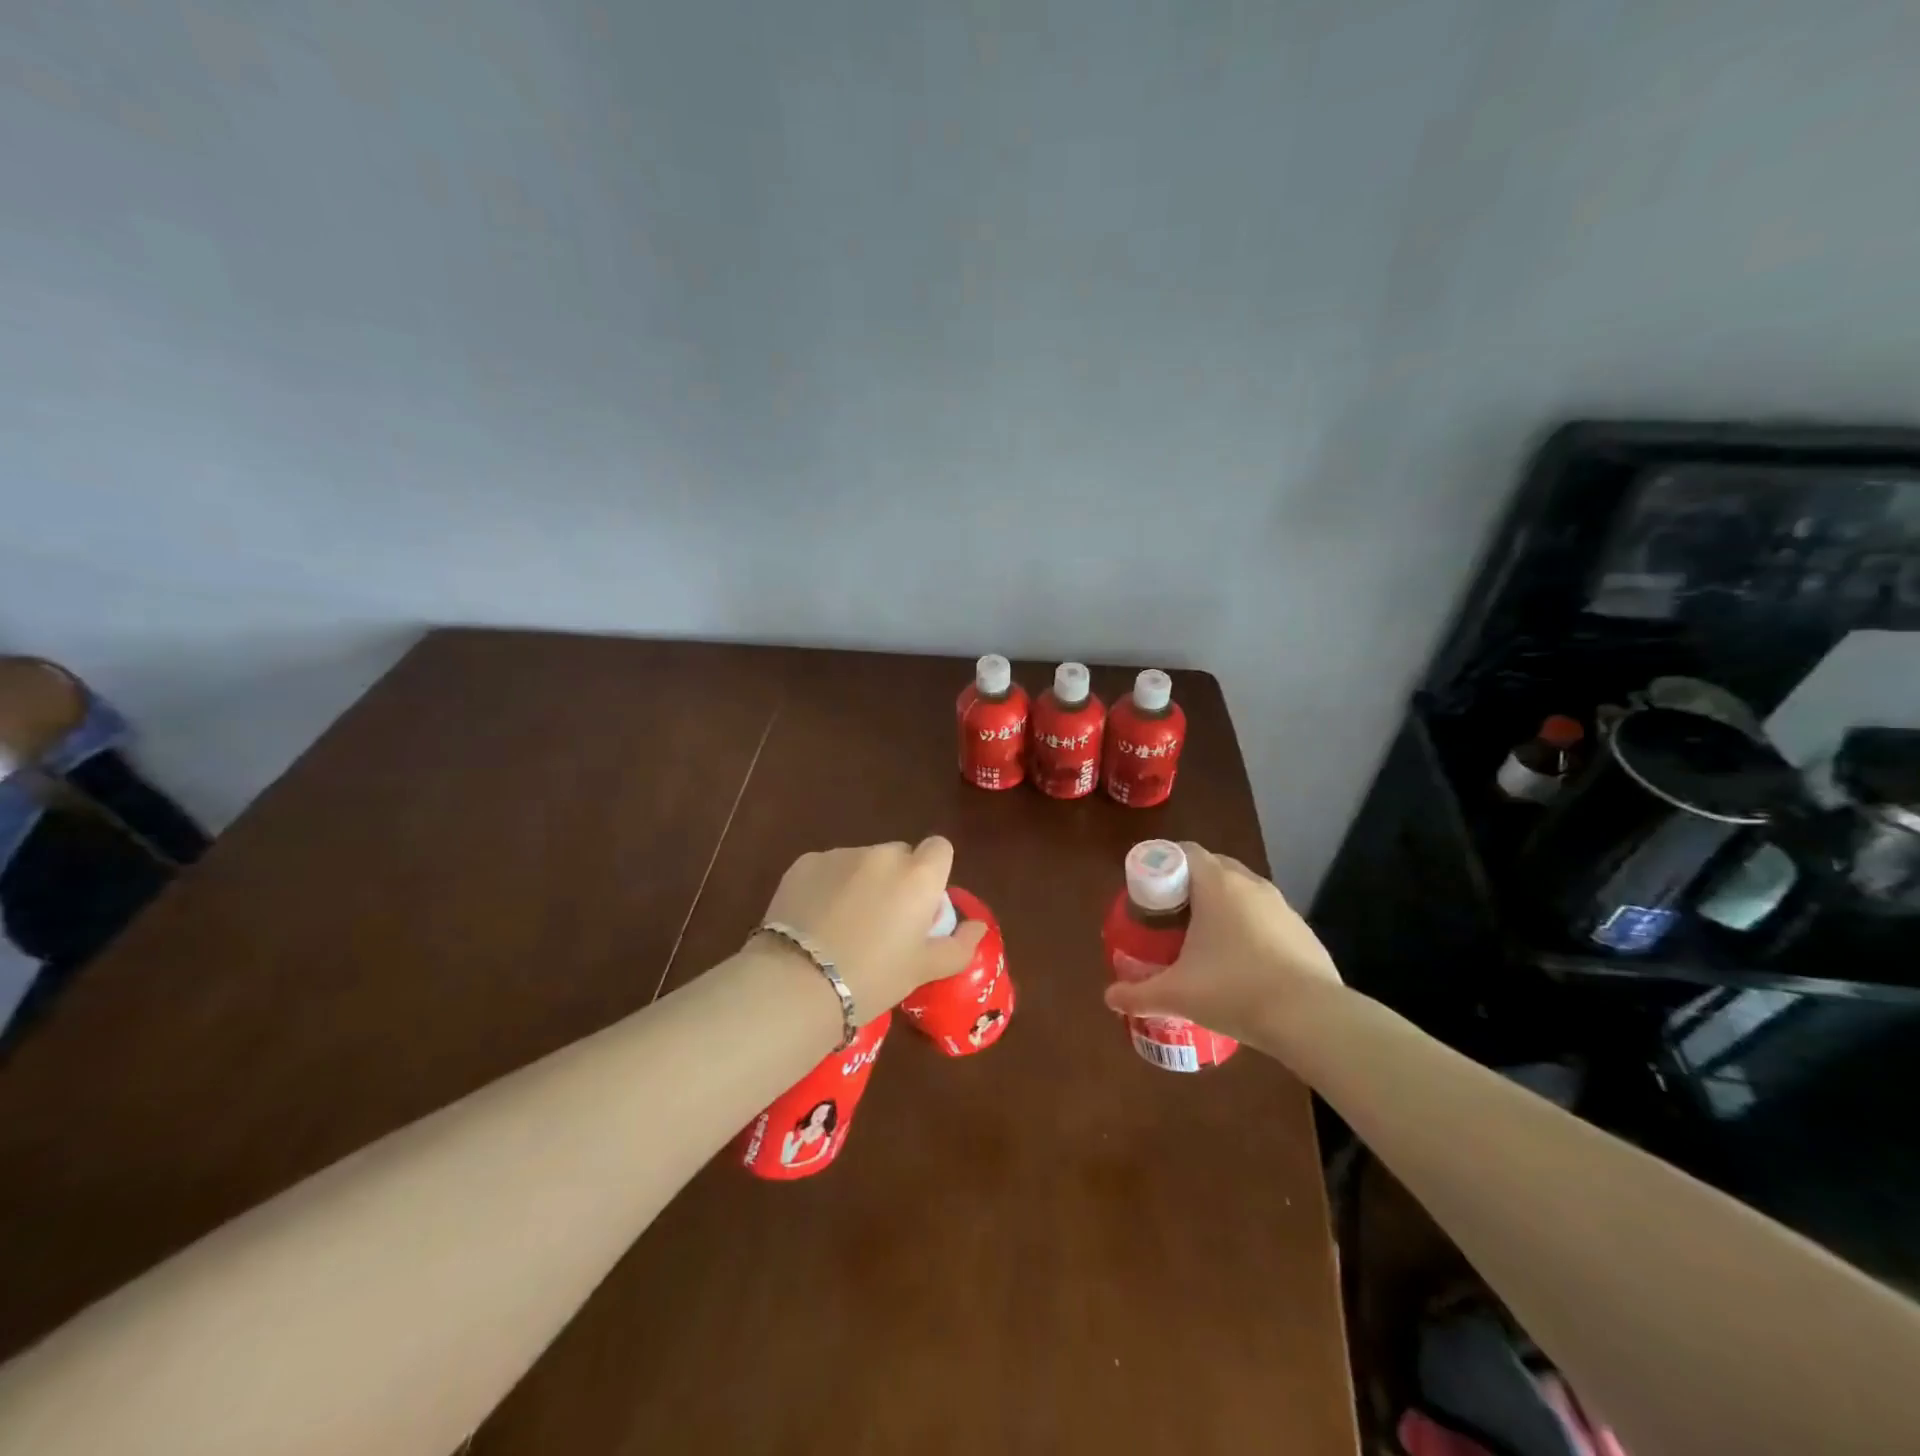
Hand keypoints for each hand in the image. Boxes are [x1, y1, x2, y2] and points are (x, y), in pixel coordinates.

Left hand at [760, 838, 987, 1018]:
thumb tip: (978, 927)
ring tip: (842, 927)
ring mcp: (840, 855)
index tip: (921, 906)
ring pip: (862, 862)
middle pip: (899, 855)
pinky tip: (815, 921)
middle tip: (883, 923)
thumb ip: (959, 945)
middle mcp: (882, 855)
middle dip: (897, 879)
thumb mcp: (924, 970)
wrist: (798, 983)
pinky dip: (827, 886)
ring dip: (861, 882)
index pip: (939, 848)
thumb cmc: (873, 978)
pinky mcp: (804, 863)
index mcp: (918, 875)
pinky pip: (828, 868)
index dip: (934, 872)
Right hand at [1102, 843, 1341, 1046]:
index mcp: (1217, 884)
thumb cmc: (1235, 990)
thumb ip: (1138, 993)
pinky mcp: (1303, 932)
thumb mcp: (1178, 994)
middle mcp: (1251, 885)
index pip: (1185, 851)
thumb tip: (1109, 998)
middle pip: (1215, 866)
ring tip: (1205, 938)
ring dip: (1223, 904)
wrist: (1311, 1019)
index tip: (1149, 890)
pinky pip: (1267, 916)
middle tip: (1171, 913)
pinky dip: (1250, 927)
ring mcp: (1282, 907)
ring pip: (1244, 891)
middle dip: (1191, 883)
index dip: (1164, 863)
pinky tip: (1242, 961)